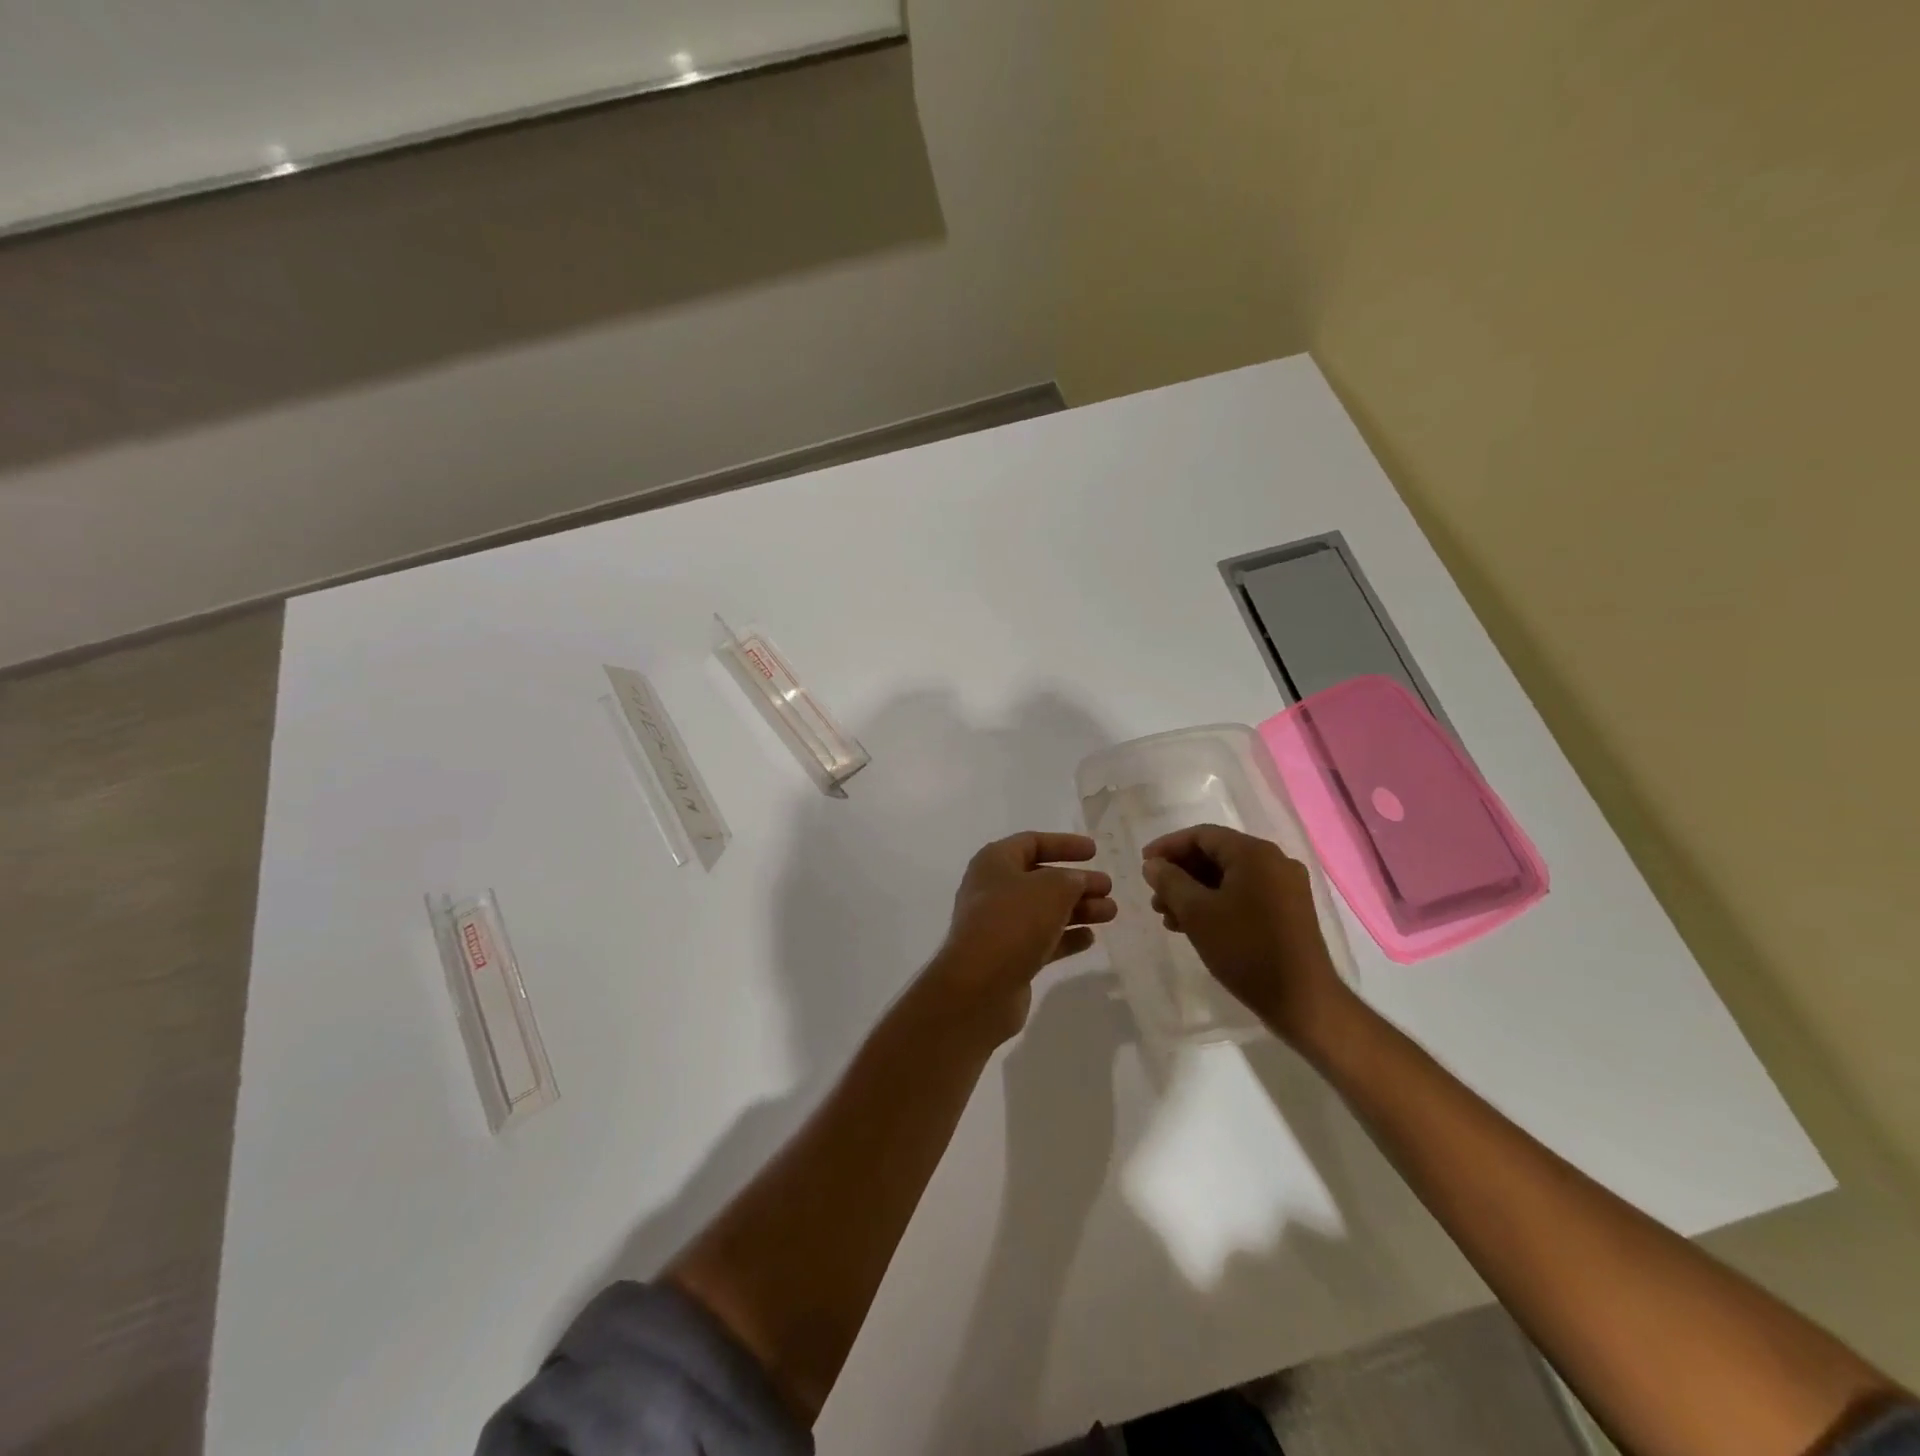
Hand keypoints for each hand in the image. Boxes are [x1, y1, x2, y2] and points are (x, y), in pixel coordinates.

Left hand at [927, 832, 1116, 1041]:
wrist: (980, 986)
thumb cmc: (1013, 922)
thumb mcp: (1051, 889)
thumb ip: (1071, 879)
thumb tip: (1078, 882)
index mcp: (995, 862)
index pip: (1032, 843)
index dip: (1064, 844)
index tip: (1095, 851)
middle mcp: (993, 890)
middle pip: (1042, 879)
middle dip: (1077, 882)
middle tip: (1108, 887)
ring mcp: (1000, 926)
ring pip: (1045, 911)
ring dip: (1078, 910)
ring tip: (1110, 913)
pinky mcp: (1008, 957)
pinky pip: (1042, 940)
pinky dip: (1066, 937)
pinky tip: (1090, 939)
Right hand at [1140, 823, 1347, 1046]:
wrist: (1302, 1001)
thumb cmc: (1245, 949)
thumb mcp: (1197, 913)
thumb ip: (1170, 882)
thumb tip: (1152, 864)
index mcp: (1255, 853)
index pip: (1202, 835)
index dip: (1168, 847)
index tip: (1143, 865)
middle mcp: (1275, 861)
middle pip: (1216, 855)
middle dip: (1180, 874)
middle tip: (1155, 897)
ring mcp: (1286, 887)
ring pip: (1229, 878)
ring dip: (1195, 892)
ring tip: (1169, 918)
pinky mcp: (1289, 911)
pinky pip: (1245, 894)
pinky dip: (1217, 904)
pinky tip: (1196, 926)